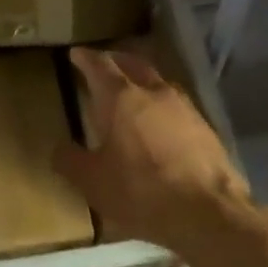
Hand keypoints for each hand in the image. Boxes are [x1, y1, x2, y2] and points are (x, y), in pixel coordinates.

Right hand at [55, 47, 248, 254]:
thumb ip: (71, 161)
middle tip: (103, 64)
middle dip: (115, 61)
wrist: (207, 212)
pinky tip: (158, 121)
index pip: (99, 66)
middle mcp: (154, 92)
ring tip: (131, 91)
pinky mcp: (205, 127)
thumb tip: (60, 149)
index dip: (85, 58)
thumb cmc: (141, 192)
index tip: (76, 54)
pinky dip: (160, 104)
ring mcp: (185, 107)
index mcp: (121, 98)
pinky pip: (176, 104)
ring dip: (142, 80)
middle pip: (133, 64)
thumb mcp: (92, 182)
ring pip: (158, 82)